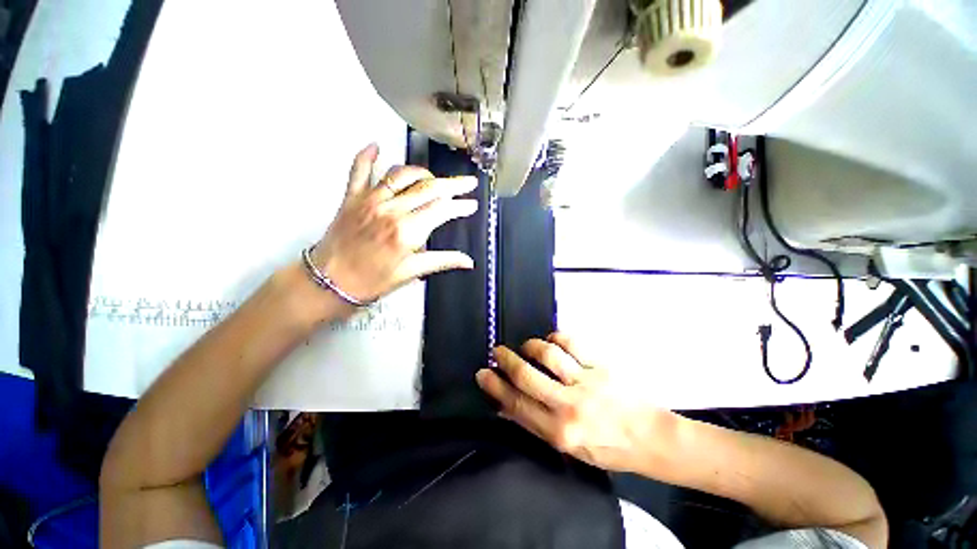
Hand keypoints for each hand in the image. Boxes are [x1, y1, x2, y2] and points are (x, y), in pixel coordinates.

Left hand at [311, 143, 477, 303]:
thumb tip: (468, 261)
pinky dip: (366, 156)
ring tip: (435, 178)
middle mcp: (391, 210)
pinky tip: (375, 145)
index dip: (461, 206)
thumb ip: (442, 261)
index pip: (443, 210)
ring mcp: (370, 200)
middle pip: (429, 188)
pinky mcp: (352, 197)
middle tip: (468, 182)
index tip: (472, 204)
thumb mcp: (412, 272)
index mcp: (407, 231)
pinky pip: (359, 170)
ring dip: (423, 173)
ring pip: (402, 175)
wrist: (330, 282)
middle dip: (453, 184)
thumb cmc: (373, 281)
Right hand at [477, 332, 672, 473]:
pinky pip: (572, 343)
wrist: (650, 438)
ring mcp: (586, 382)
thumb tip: (505, 408)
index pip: (517, 405)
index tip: (483, 373)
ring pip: (548, 355)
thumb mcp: (568, 448)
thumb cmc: (608, 448)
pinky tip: (552, 340)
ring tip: (527, 346)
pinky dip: (557, 337)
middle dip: (506, 360)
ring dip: (532, 346)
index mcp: (560, 432)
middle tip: (497, 351)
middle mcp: (569, 406)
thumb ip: (536, 425)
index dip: (496, 387)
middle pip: (527, 376)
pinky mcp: (600, 366)